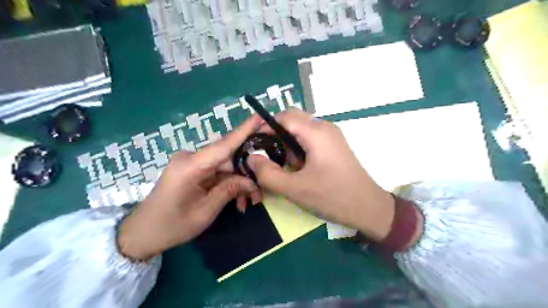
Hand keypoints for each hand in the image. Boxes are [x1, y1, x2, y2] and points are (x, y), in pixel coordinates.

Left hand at [118, 114, 262, 259]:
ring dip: (239, 182)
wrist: (144, 232)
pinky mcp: (193, 169)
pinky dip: (229, 183)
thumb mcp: (205, 211)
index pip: (224, 145)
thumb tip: (252, 180)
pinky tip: (238, 200)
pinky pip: (218, 171)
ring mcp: (192, 162)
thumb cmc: (172, 225)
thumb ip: (230, 190)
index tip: (261, 116)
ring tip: (249, 201)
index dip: (244, 130)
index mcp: (190, 166)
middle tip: (261, 188)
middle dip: (247, 172)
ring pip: (225, 166)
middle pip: (228, 157)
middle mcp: (191, 157)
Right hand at [248, 109, 394, 241]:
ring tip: (285, 166)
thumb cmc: (332, 197)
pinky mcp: (334, 145)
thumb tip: (250, 158)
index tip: (254, 145)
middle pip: (292, 120)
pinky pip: (310, 138)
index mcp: (316, 132)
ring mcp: (332, 135)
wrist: (368, 208)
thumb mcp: (294, 189)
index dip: (265, 127)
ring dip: (288, 143)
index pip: (283, 117)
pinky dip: (299, 148)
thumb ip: (268, 173)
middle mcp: (324, 127)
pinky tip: (299, 168)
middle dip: (276, 135)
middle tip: (268, 156)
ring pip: (301, 129)